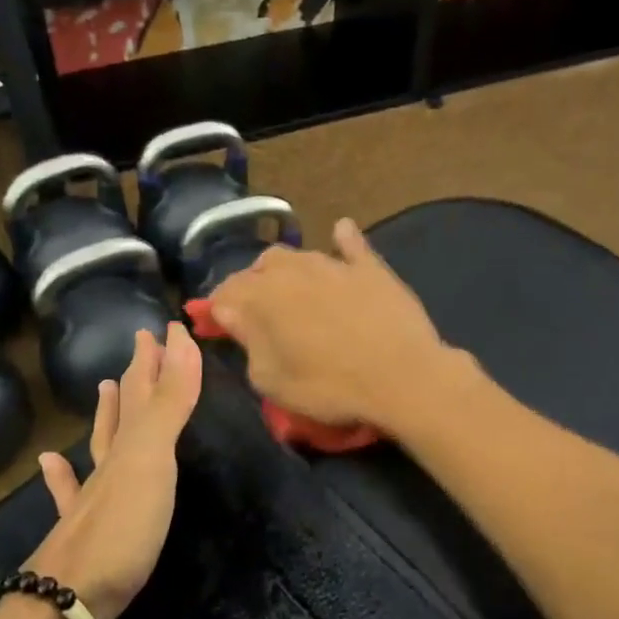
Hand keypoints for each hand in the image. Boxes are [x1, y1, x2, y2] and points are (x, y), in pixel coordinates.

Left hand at [27, 324, 202, 618]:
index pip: (146, 388)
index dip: (161, 357)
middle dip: (138, 375)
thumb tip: (180, 340)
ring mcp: (91, 496)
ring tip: (105, 386)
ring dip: (106, 414)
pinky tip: (51, 461)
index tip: (169, 327)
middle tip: (144, 343)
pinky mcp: (83, 531)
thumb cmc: (121, 527)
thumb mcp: (152, 459)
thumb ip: (169, 404)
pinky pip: (69, 490)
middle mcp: (109, 462)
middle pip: (125, 409)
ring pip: (100, 443)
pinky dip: (62, 473)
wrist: (69, 598)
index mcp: (130, 444)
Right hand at [207, 218, 469, 435]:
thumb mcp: (272, 380)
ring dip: (288, 270)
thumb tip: (230, 312)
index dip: (217, 308)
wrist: (401, 377)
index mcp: (263, 296)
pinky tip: (340, 232)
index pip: (227, 293)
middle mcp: (294, 270)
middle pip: (262, 267)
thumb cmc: (329, 386)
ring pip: (300, 255)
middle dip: (252, 285)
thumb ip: (247, 342)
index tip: (217, 324)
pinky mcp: (371, 268)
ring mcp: (335, 265)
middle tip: (256, 313)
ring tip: (290, 290)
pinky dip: (342, 240)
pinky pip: (352, 245)